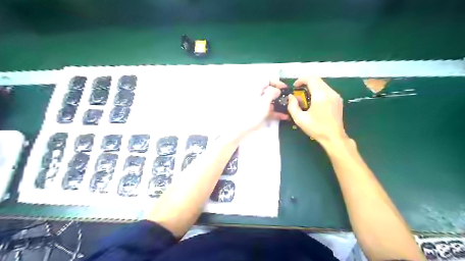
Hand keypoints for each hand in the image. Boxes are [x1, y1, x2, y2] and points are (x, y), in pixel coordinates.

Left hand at [223, 83, 289, 141]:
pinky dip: (275, 113)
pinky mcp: (257, 114)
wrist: (240, 128)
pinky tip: (283, 117)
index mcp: (255, 88)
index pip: (267, 80)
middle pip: (269, 92)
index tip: (285, 88)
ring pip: (269, 102)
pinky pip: (267, 111)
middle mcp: (255, 95)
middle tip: (288, 100)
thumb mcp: (264, 101)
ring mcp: (256, 105)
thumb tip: (277, 90)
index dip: (277, 82)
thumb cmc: (252, 112)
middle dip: (279, 96)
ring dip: (279, 105)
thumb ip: (272, 93)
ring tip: (289, 110)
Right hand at [288, 77, 348, 145]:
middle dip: (306, 83)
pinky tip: (314, 101)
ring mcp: (336, 95)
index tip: (295, 86)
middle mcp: (330, 92)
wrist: (334, 137)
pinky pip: (327, 90)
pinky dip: (318, 91)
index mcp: (320, 95)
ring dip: (312, 87)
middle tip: (298, 92)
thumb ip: (292, 106)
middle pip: (317, 80)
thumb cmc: (316, 128)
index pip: (311, 78)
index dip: (301, 80)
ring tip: (305, 97)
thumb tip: (291, 97)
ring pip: (322, 84)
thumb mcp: (300, 119)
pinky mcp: (338, 100)